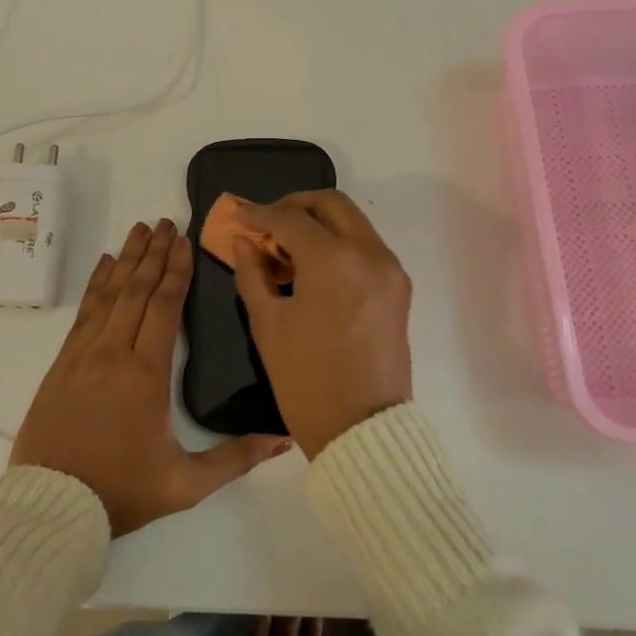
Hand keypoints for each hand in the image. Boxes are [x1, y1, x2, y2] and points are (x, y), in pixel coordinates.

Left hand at [11, 218, 293, 535]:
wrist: (52, 506)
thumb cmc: (122, 492)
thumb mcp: (186, 484)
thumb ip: (236, 459)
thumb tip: (283, 440)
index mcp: (146, 375)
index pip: (164, 307)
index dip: (175, 271)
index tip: (183, 240)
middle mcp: (112, 353)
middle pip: (136, 291)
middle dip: (153, 253)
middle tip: (165, 222)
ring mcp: (82, 355)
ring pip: (107, 295)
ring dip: (125, 260)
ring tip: (138, 229)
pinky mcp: (62, 364)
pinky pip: (83, 313)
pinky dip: (96, 285)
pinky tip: (103, 266)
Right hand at [230, 191, 412, 459]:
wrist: (362, 430)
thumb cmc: (305, 379)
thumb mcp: (268, 324)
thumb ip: (252, 273)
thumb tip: (244, 242)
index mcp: (334, 261)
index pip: (290, 218)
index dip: (258, 214)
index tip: (237, 215)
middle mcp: (369, 253)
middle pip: (330, 204)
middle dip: (294, 206)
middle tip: (266, 224)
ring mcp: (390, 269)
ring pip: (352, 222)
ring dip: (318, 223)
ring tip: (286, 248)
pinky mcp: (399, 287)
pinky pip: (365, 246)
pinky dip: (338, 243)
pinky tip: (313, 267)